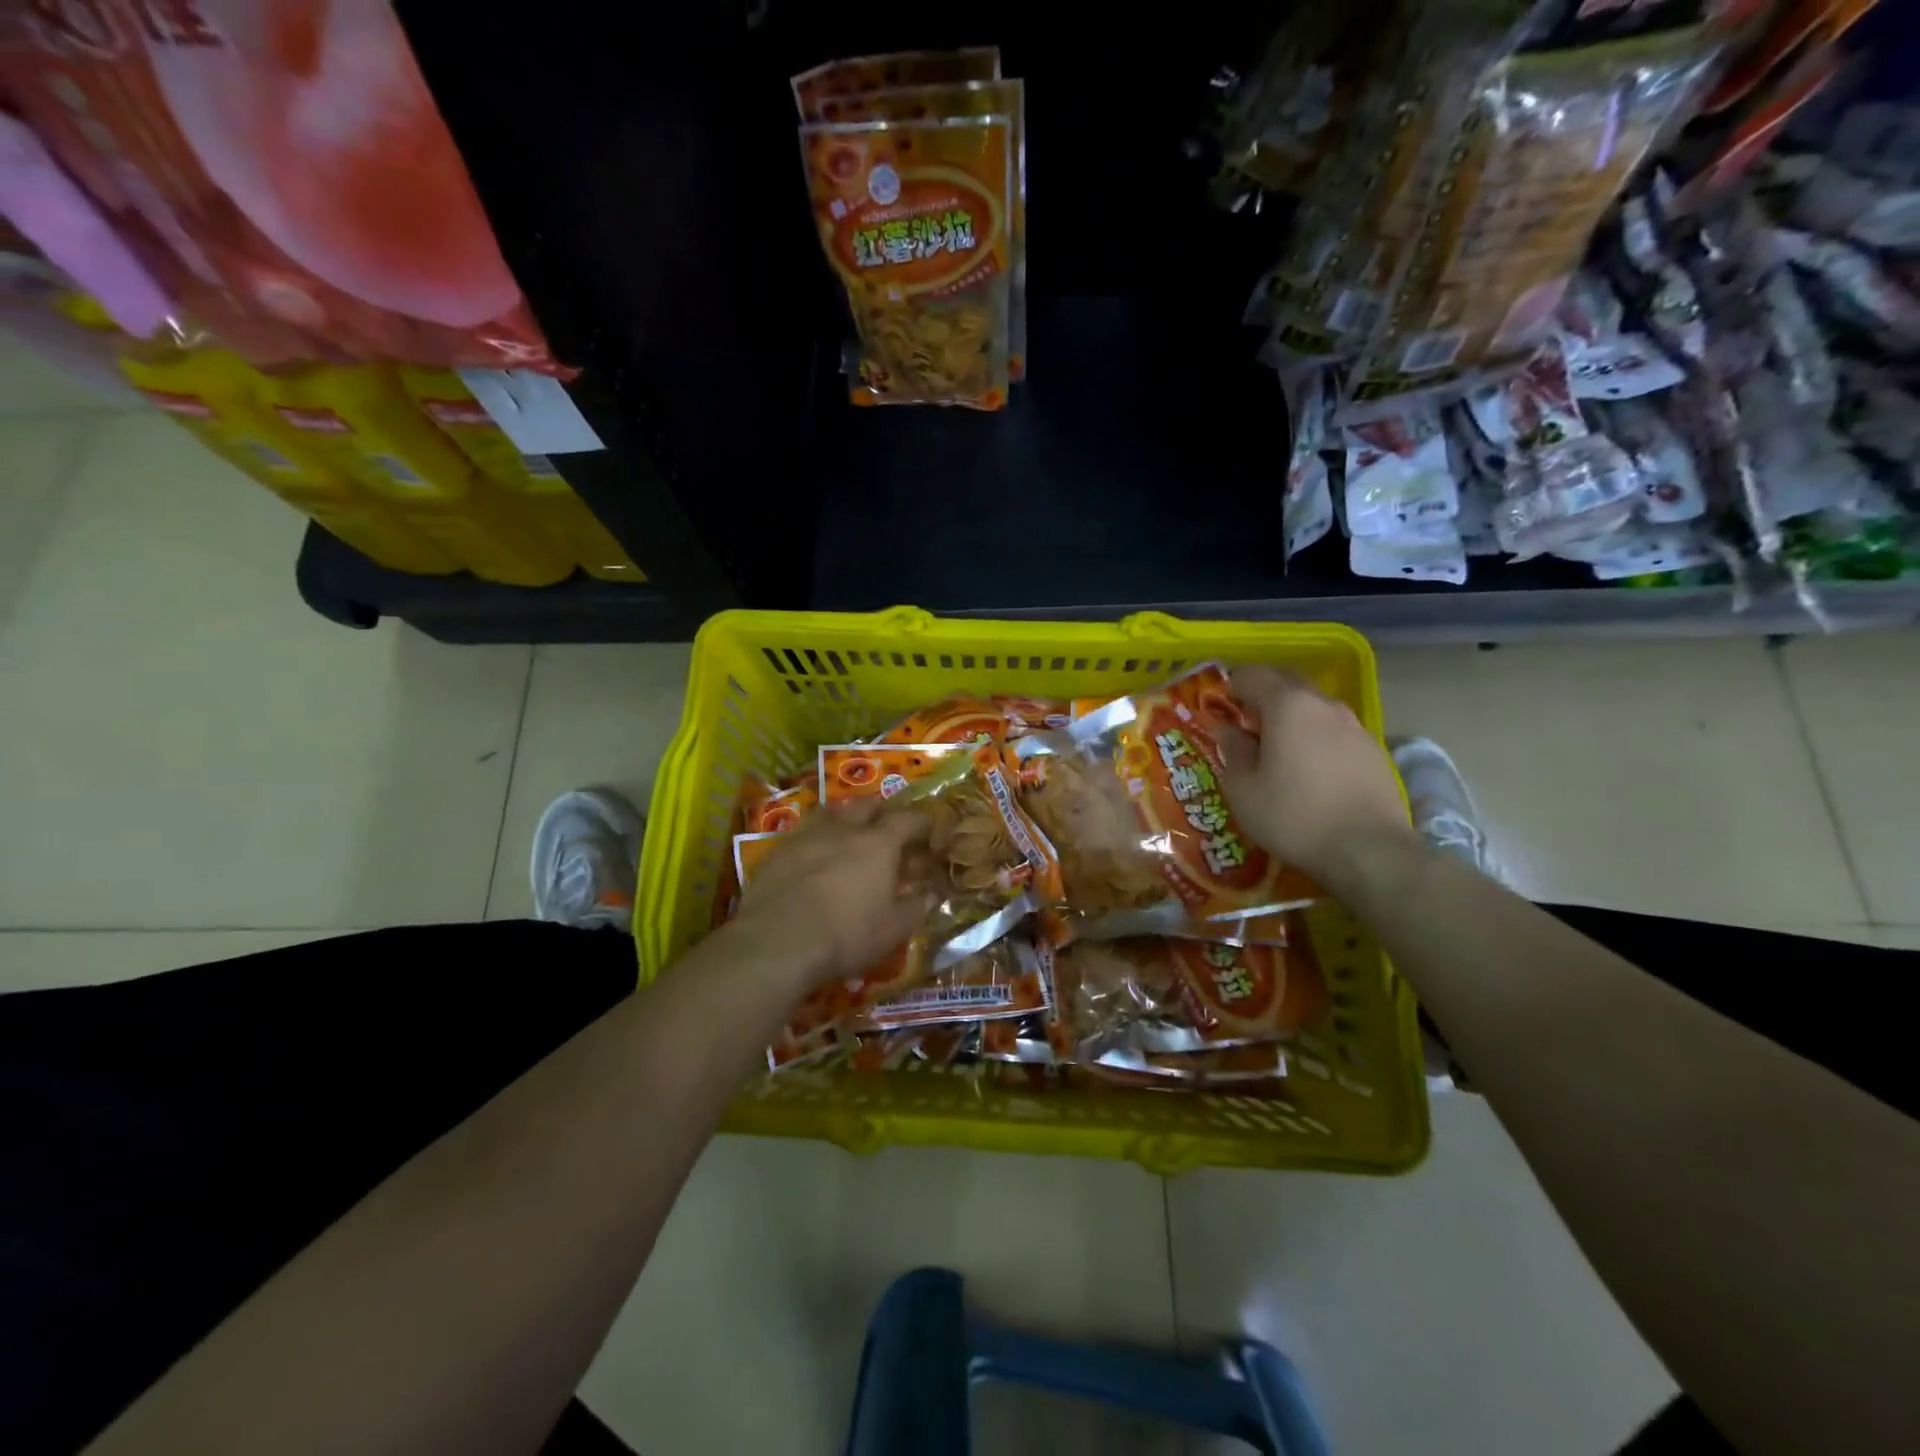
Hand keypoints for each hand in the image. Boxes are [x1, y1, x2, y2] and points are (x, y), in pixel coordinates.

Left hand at [732, 800, 931, 988]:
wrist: (778, 942)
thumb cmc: (846, 934)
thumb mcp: (893, 929)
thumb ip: (916, 907)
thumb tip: (932, 894)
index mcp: (879, 844)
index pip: (908, 820)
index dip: (922, 823)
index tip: (930, 831)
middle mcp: (845, 829)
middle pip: (868, 806)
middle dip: (883, 812)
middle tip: (889, 828)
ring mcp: (808, 836)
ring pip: (832, 813)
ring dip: (846, 819)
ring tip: (850, 834)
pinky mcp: (778, 851)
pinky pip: (804, 833)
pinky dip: (816, 839)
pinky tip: (814, 857)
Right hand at [1216, 665, 1414, 888]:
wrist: (1369, 850)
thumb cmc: (1293, 816)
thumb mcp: (1243, 790)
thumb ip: (1233, 751)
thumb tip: (1229, 731)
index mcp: (1287, 705)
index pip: (1251, 675)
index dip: (1230, 688)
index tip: (1219, 711)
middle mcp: (1323, 704)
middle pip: (1286, 681)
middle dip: (1262, 694)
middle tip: (1244, 724)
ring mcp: (1354, 725)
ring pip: (1313, 705)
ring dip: (1291, 716)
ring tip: (1277, 749)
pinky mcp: (1372, 749)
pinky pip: (1333, 729)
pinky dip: (1314, 737)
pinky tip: (1309, 769)